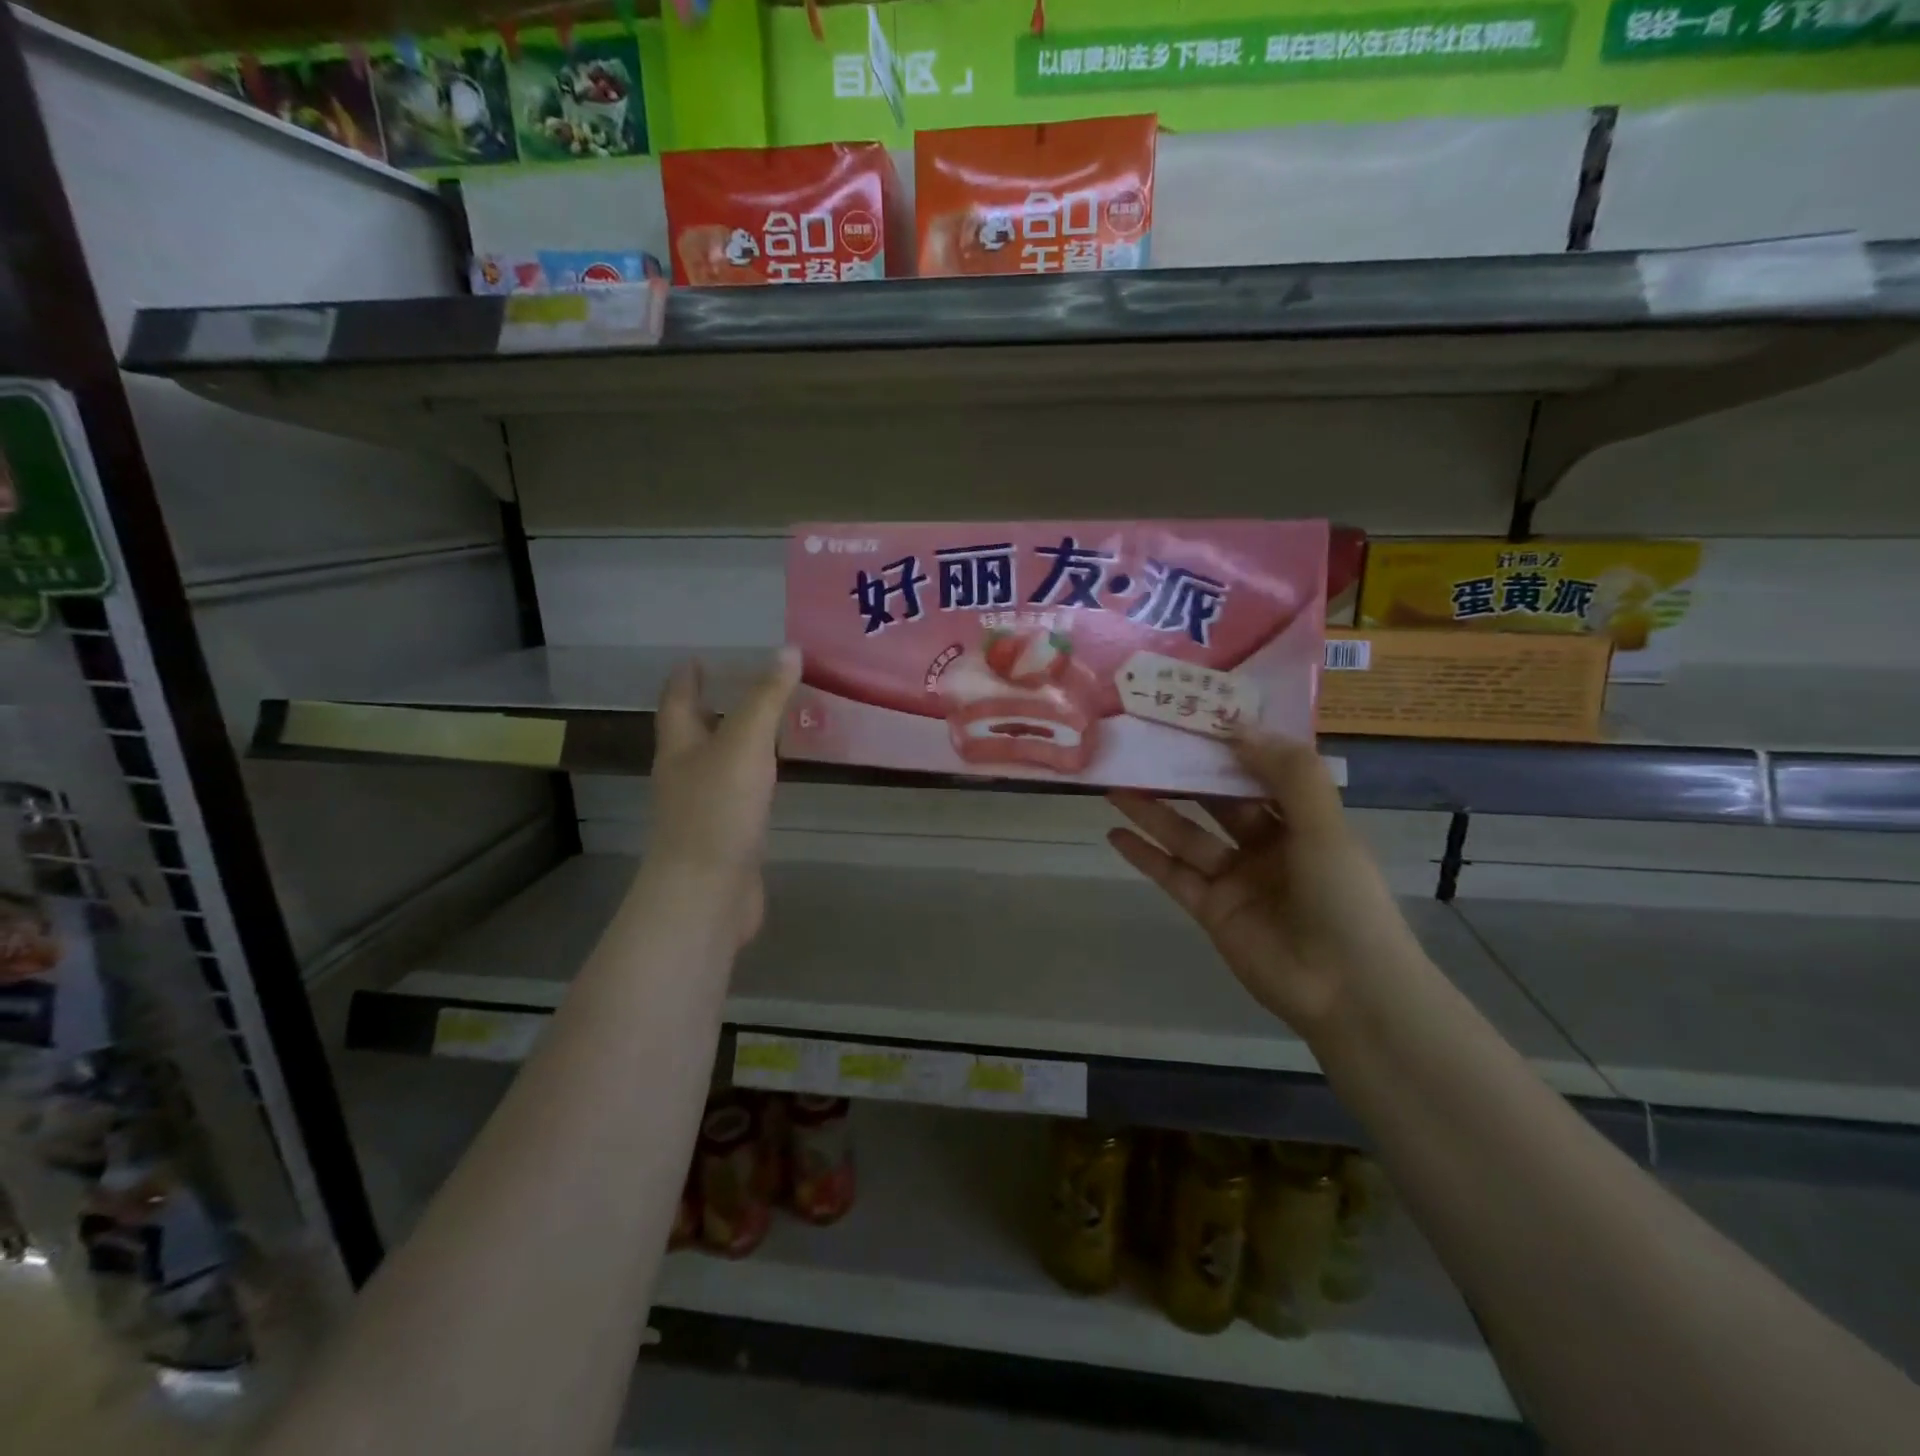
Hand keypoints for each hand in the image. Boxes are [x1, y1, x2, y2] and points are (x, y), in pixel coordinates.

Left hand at [646, 649, 800, 947]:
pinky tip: (775, 778)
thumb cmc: (717, 812)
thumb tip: (787, 649)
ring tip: (769, 723)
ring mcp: (704, 809)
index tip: (698, 657)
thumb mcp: (744, 745)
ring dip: (737, 743)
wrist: (706, 895)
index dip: (686, 678)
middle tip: (746, 683)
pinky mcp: (726, 836)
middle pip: (694, 733)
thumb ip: (766, 699)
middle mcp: (685, 775)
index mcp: (679, 748)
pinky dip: (755, 778)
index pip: (677, 701)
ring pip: (719, 764)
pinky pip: (739, 795)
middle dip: (714, 707)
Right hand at [1107, 737, 1426, 1037]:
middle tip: (1144, 745)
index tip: (1195, 718)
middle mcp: (1267, 846)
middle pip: (1217, 802)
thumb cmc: (1345, 898)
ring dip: (1153, 811)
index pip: (1261, 773)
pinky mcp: (1210, 910)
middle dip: (1185, 775)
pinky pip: (1173, 875)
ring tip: (1114, 784)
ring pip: (1187, 836)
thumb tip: (1239, 728)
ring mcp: (1236, 879)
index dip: (1230, 747)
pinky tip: (1115, 833)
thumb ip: (1288, 774)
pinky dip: (1144, 856)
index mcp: (1303, 822)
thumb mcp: (1326, 826)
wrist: (1347, 990)